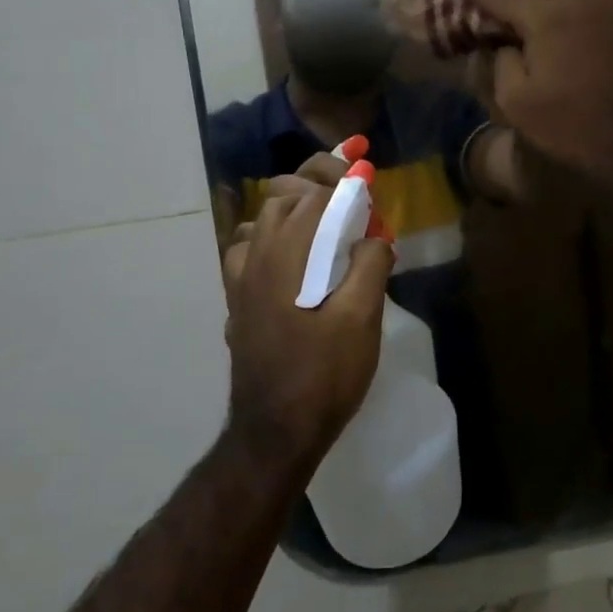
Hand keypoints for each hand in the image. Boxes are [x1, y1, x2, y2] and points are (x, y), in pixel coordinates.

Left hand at [221, 183, 393, 470]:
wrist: (275, 431)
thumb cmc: (323, 375)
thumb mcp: (361, 320)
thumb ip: (370, 266)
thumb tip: (374, 236)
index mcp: (286, 254)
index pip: (313, 194)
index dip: (343, 181)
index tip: (368, 180)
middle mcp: (257, 256)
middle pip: (283, 198)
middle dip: (317, 187)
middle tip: (352, 199)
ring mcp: (240, 279)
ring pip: (262, 221)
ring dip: (294, 211)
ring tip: (325, 225)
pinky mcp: (238, 301)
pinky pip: (249, 250)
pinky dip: (272, 239)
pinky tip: (294, 260)